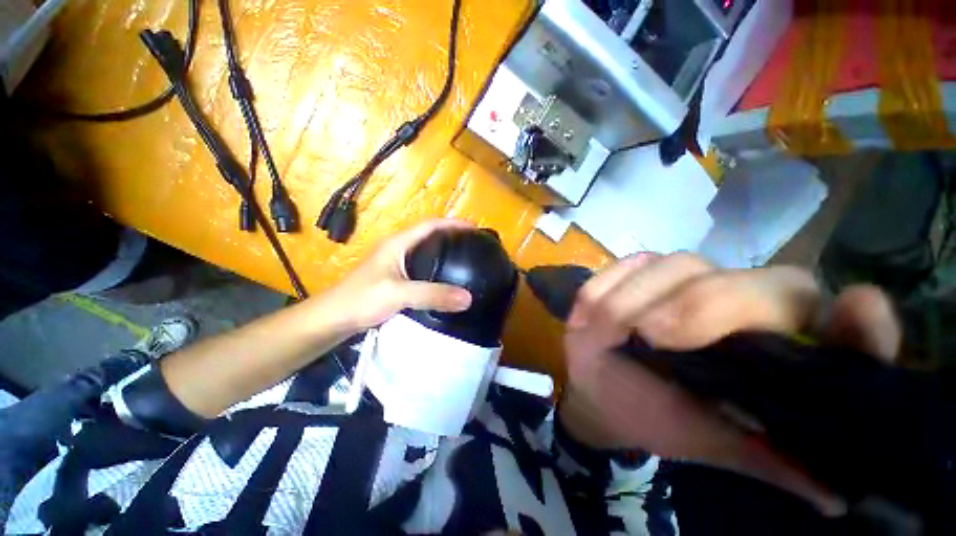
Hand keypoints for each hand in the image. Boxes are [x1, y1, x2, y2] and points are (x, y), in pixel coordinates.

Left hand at [323, 218, 474, 333]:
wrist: (333, 319)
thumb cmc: (362, 299)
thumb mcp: (399, 294)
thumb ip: (433, 295)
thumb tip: (468, 298)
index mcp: (398, 243)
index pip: (430, 224)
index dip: (453, 223)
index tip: (475, 228)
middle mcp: (398, 248)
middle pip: (430, 235)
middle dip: (452, 235)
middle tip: (473, 244)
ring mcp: (396, 263)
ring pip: (425, 251)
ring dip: (444, 251)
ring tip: (464, 258)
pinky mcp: (395, 278)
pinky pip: (422, 267)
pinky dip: (437, 267)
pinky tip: (445, 278)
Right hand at [559, 252, 900, 515]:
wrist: (602, 387)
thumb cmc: (659, 416)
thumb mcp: (712, 442)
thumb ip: (770, 457)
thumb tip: (839, 496)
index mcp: (785, 353)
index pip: (848, 327)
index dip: (862, 323)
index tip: (855, 315)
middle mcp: (751, 304)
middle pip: (763, 282)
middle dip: (706, 306)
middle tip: (653, 336)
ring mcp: (691, 279)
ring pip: (681, 266)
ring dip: (636, 299)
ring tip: (606, 332)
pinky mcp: (642, 270)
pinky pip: (630, 264)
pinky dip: (607, 286)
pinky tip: (593, 313)